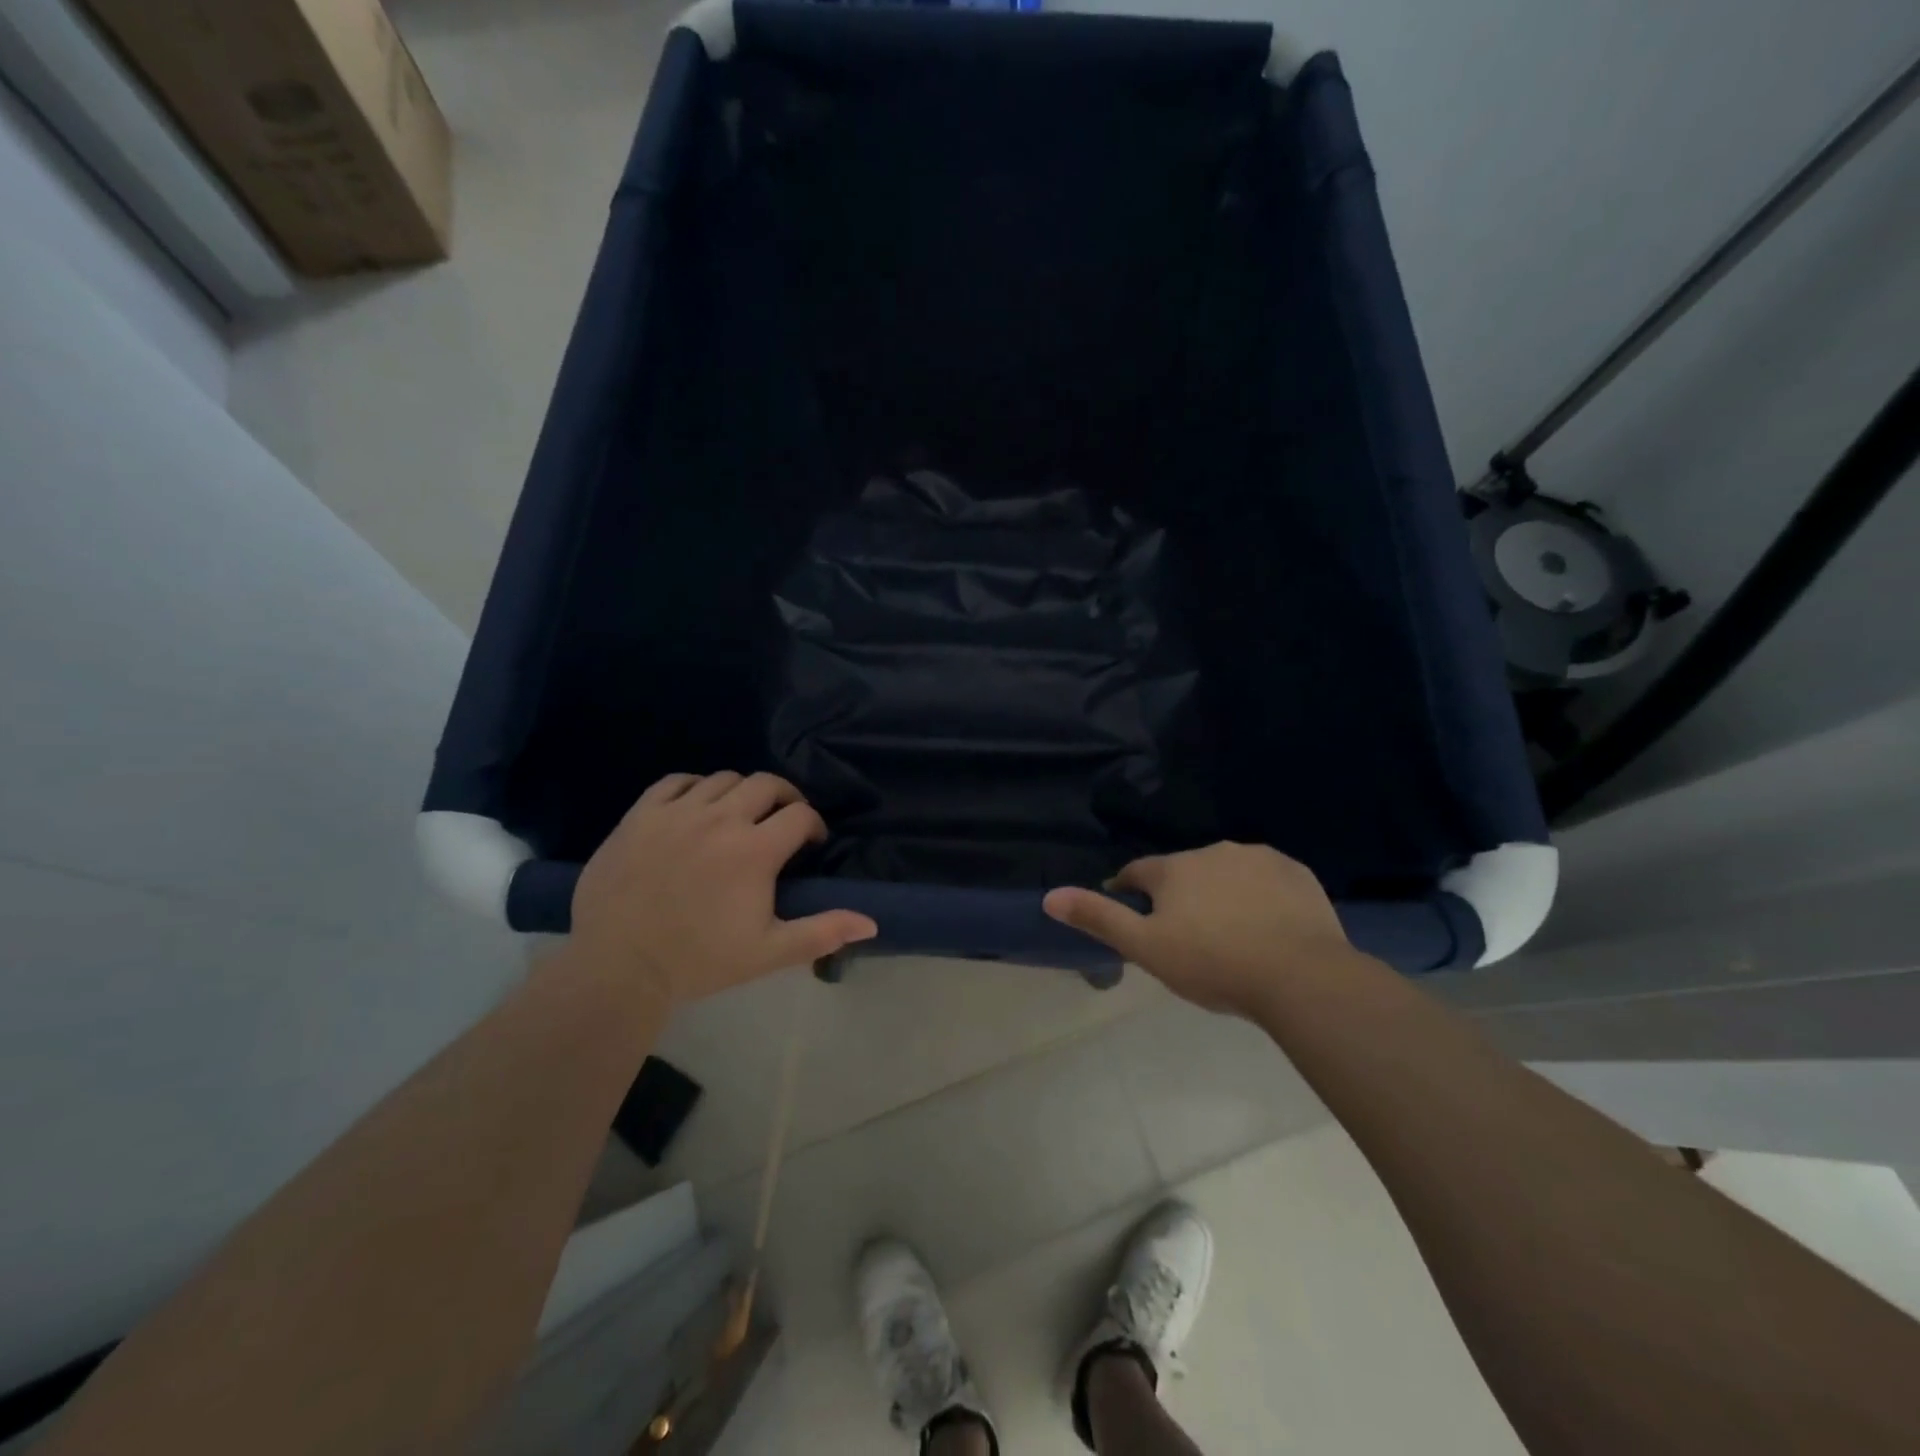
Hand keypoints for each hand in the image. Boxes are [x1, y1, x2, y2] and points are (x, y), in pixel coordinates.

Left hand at [569, 772, 876, 1007]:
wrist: (619, 967)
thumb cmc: (699, 961)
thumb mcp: (768, 952)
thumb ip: (821, 932)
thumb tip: (870, 923)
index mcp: (754, 851)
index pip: (801, 815)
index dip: (813, 826)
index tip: (811, 844)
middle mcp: (720, 819)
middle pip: (767, 784)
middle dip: (784, 799)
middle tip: (782, 822)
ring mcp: (677, 813)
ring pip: (723, 779)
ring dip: (741, 793)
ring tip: (738, 817)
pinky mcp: (641, 815)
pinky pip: (676, 781)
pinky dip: (694, 788)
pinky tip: (695, 808)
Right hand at [1043, 843, 1353, 1016]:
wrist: (1301, 976)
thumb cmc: (1213, 963)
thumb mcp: (1146, 948)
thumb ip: (1098, 918)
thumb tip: (1048, 896)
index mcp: (1174, 868)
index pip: (1137, 873)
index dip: (1129, 892)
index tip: (1135, 917)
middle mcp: (1212, 851)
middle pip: (1183, 872)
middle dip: (1179, 896)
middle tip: (1188, 937)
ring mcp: (1258, 858)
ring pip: (1226, 873)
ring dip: (1220, 893)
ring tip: (1230, 935)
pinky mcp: (1296, 873)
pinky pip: (1267, 880)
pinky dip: (1260, 896)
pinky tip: (1268, 927)